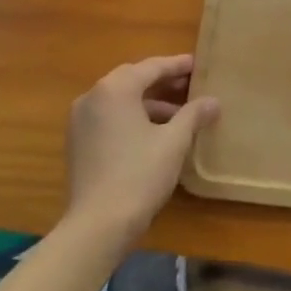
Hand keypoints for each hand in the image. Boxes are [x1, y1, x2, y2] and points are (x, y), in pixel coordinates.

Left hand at [65, 55, 217, 245]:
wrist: (97, 226)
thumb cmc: (139, 175)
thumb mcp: (174, 141)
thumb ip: (194, 114)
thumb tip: (213, 101)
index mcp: (115, 89)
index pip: (151, 67)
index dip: (178, 65)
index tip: (199, 64)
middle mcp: (92, 97)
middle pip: (133, 79)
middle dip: (163, 82)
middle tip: (191, 85)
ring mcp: (80, 121)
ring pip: (121, 100)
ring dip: (150, 102)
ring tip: (180, 114)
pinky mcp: (78, 143)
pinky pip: (110, 117)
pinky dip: (133, 118)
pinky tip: (156, 133)